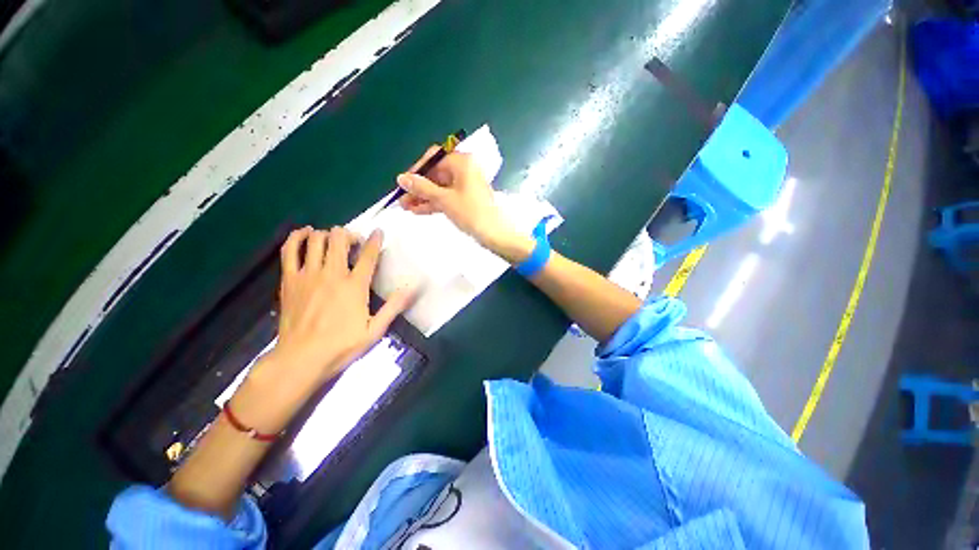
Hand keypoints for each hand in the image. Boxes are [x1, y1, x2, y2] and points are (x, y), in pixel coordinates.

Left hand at [233, 227, 412, 432]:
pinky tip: (306, 234)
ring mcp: (308, 274)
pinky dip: (298, 237)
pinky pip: (290, 249)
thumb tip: (413, 287)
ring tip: (333, 240)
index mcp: (355, 286)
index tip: (378, 232)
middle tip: (354, 243)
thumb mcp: (375, 330)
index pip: (368, 255)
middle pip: (339, 239)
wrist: (301, 359)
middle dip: (349, 235)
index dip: (374, 240)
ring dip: (328, 234)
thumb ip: (394, 306)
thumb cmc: (341, 346)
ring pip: (317, 240)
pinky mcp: (289, 279)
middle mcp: (332, 274)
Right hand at [396, 147, 511, 244]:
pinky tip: (419, 211)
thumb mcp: (444, 199)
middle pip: (436, 174)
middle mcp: (465, 169)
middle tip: (402, 199)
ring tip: (406, 208)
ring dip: (424, 197)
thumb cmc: (472, 213)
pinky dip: (435, 203)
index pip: (434, 158)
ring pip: (440, 187)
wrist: (495, 234)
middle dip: (418, 187)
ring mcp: (467, 185)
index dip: (417, 169)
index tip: (404, 183)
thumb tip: (402, 178)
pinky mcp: (467, 199)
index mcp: (462, 162)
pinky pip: (447, 196)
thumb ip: (422, 188)